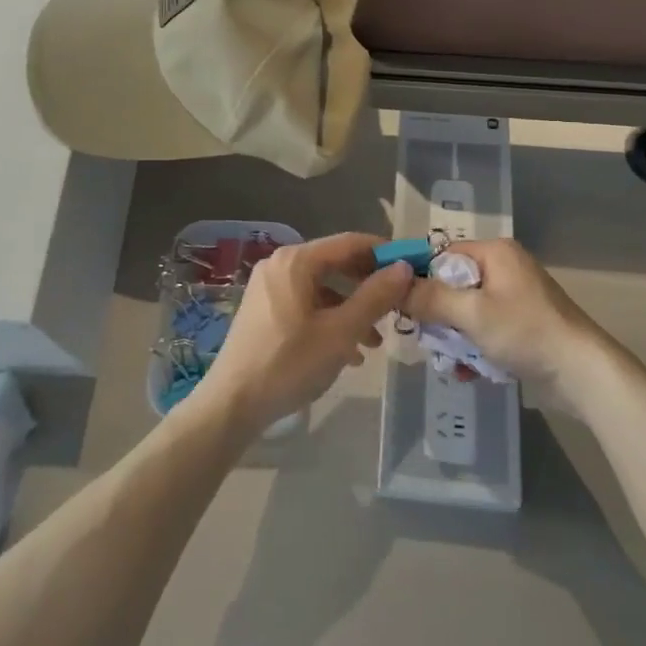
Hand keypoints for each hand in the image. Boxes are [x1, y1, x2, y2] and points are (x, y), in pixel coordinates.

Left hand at [199, 233, 411, 435]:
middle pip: (335, 263)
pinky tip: (348, 352)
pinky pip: (306, 304)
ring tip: (376, 341)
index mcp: (297, 260)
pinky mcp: (264, 310)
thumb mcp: (341, 332)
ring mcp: (269, 287)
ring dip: (351, 309)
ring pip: (322, 288)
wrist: (232, 403)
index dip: (383, 253)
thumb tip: (404, 267)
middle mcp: (280, 264)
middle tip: (398, 305)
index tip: (413, 268)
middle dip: (368, 285)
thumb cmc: (289, 363)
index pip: (350, 242)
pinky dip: (329, 320)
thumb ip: (374, 297)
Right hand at [403, 238, 602, 388]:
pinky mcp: (524, 326)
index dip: (421, 278)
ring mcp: (517, 299)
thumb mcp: (472, 313)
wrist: (584, 374)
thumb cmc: (525, 332)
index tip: (403, 305)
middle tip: (428, 340)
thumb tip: (396, 286)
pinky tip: (468, 373)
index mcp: (496, 253)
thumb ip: (431, 298)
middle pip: (454, 285)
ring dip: (455, 337)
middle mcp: (506, 268)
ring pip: (468, 312)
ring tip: (449, 363)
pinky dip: (475, 348)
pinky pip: (486, 330)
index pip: (444, 254)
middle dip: (439, 316)